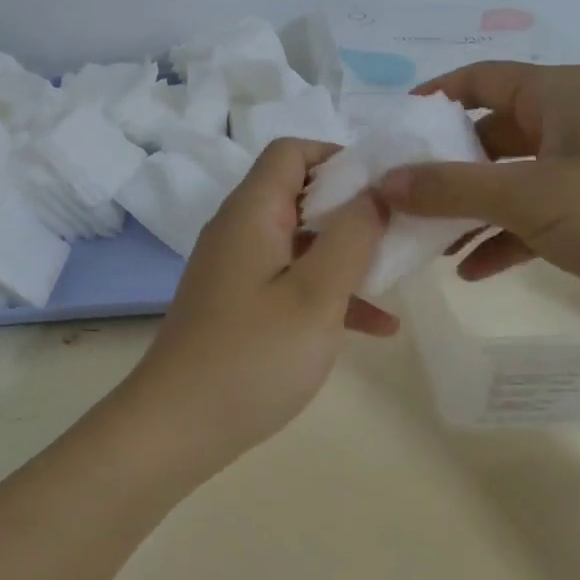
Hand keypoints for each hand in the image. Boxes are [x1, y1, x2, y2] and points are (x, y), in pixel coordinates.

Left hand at [126, 139, 394, 465]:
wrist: (177, 428)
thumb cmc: (253, 357)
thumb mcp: (317, 295)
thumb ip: (352, 237)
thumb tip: (374, 193)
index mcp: (251, 213)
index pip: (291, 152)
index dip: (339, 157)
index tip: (384, 188)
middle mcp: (239, 231)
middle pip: (299, 195)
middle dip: (354, 210)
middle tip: (402, 232)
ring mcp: (237, 271)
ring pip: (301, 243)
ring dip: (348, 256)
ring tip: (399, 278)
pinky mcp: (239, 306)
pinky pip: (290, 282)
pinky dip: (328, 294)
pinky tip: (376, 329)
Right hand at [375, 63, 579, 342]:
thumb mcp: (530, 195)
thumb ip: (451, 187)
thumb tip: (383, 181)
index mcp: (559, 94)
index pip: (480, 78)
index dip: (432, 98)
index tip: (391, 132)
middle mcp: (572, 122)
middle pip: (489, 133)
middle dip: (444, 167)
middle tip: (400, 197)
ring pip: (510, 181)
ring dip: (469, 210)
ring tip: (427, 243)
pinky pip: (535, 218)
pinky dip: (502, 239)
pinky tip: (471, 271)